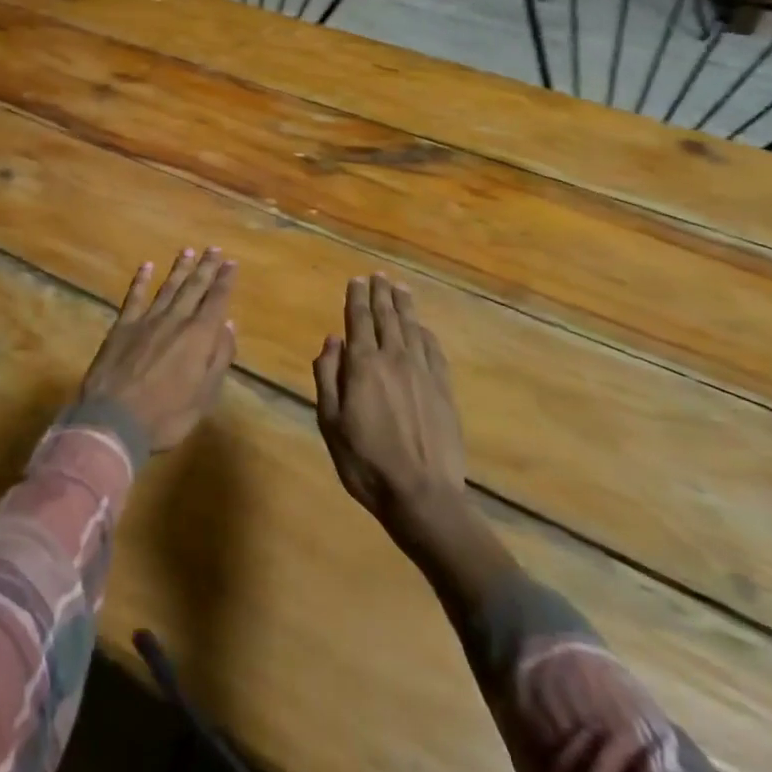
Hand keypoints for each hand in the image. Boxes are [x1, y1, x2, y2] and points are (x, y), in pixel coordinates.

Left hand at [81, 248, 236, 452]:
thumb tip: (228, 326)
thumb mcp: (204, 396)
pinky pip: (134, 297)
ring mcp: (146, 321)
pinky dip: (141, 280)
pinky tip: (146, 266)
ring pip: (167, 288)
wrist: (113, 419)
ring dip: (179, 269)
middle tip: (214, 249)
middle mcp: (175, 321)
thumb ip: (218, 359)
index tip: (231, 263)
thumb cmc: (166, 415)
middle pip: (193, 288)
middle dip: (205, 268)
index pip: (216, 302)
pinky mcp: (122, 326)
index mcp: (199, 337)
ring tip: (188, 250)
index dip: (224, 281)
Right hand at [313, 274, 467, 528]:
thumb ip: (328, 377)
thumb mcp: (330, 422)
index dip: (356, 298)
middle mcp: (394, 359)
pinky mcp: (444, 390)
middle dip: (381, 294)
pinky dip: (425, 334)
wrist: (422, 495)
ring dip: (404, 306)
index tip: (356, 280)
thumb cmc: (365, 461)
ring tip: (399, 289)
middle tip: (379, 276)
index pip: (358, 320)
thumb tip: (332, 341)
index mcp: (363, 365)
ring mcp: (423, 373)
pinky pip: (434, 351)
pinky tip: (422, 328)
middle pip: (387, 318)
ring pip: (412, 328)